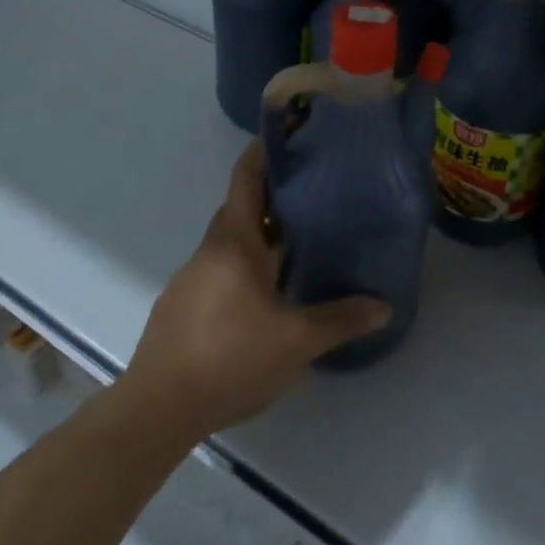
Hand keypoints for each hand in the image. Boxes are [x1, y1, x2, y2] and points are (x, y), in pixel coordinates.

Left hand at [121, 142, 390, 440]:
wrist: (160, 406)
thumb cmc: (230, 357)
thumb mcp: (296, 341)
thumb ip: (340, 319)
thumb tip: (384, 305)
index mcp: (233, 241)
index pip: (245, 178)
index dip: (263, 152)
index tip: (289, 139)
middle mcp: (209, 249)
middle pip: (239, 208)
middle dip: (271, 198)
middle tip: (312, 195)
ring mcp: (191, 277)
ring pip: (229, 242)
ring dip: (258, 236)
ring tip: (297, 242)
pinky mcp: (182, 306)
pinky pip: (219, 269)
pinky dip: (244, 266)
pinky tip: (265, 294)